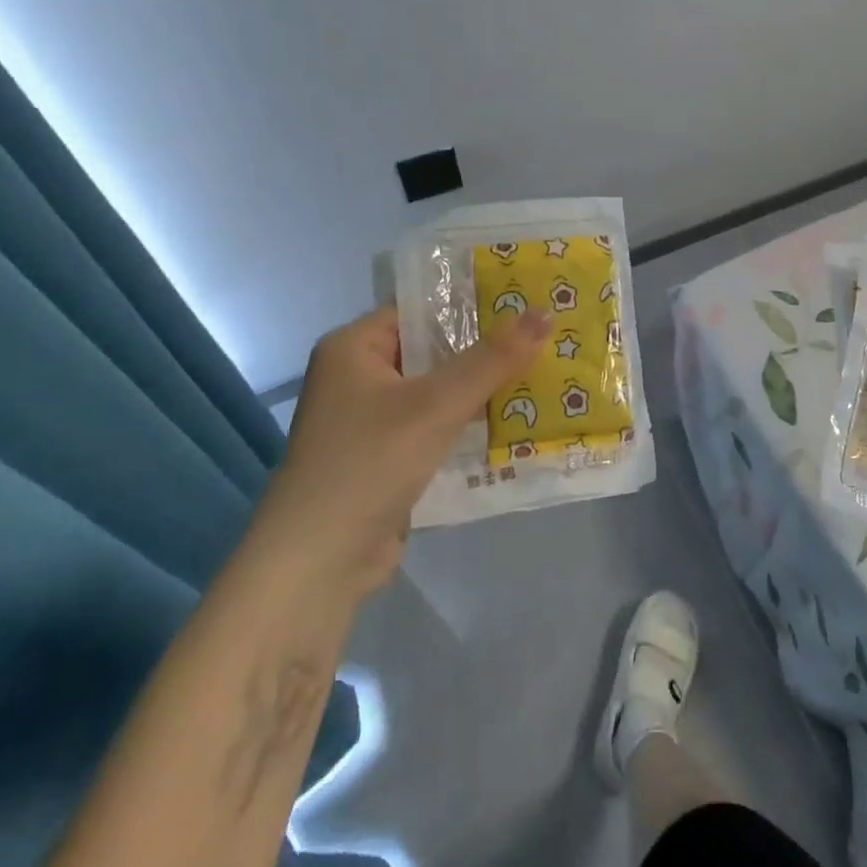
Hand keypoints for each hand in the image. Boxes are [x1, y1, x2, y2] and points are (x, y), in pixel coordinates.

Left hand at [254, 305, 552, 592]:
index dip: (472, 306)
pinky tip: (515, 424)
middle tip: (546, 340)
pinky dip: (468, 426)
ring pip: (438, 393)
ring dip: (482, 392)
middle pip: (433, 353)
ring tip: (543, 377)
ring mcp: (370, 421)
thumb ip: (493, 359)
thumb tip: (545, 312)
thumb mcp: (438, 404)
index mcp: (352, 348)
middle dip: (487, 352)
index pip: (420, 311)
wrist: (320, 561)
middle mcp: (357, 378)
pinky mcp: (386, 458)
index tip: (526, 304)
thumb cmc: (371, 462)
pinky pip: (435, 428)